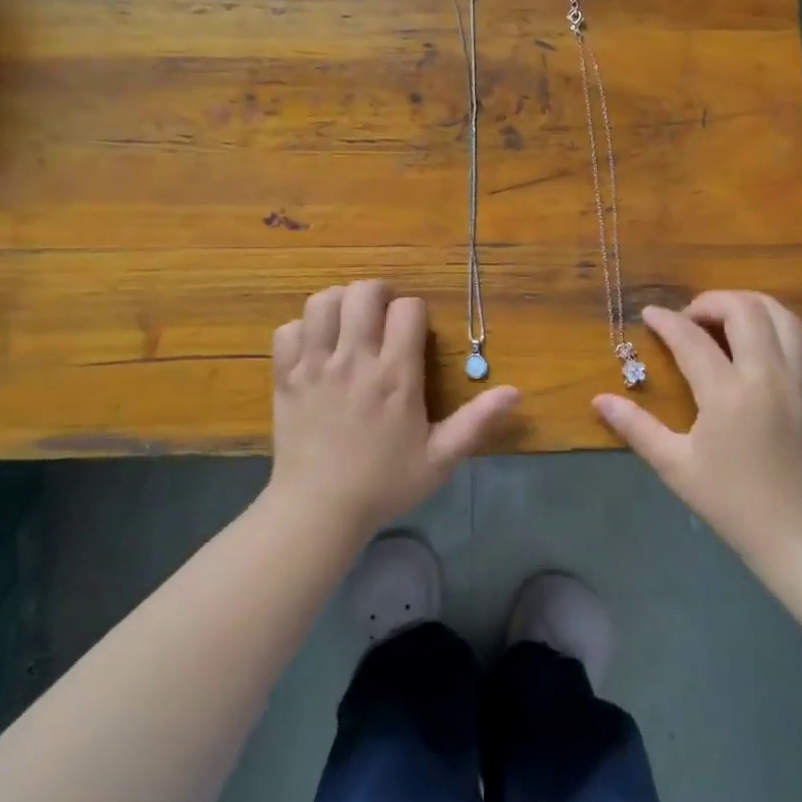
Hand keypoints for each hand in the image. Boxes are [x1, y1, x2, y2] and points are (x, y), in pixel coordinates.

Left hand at [269, 280, 518, 535]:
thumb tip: (515, 391)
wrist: (319, 510)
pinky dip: (301, 330)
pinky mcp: (286, 376)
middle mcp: (355, 360)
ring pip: (321, 302)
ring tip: (347, 322)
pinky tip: (314, 347)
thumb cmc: (384, 484)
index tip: (413, 332)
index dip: (414, 312)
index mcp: (395, 375)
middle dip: (378, 293)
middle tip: (382, 315)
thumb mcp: (440, 459)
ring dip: (338, 303)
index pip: (407, 309)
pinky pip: (287, 330)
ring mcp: (315, 366)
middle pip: (362, 292)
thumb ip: (476, 422)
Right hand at [593, 291, 801, 562]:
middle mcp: (767, 376)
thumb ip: (636, 427)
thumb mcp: (674, 465)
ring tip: (724, 319)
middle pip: (744, 310)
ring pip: (781, 315)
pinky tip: (762, 336)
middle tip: (689, 318)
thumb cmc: (728, 500)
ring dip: (749, 304)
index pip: (691, 339)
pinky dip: (781, 324)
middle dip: (711, 301)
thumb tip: (599, 400)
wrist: (794, 530)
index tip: (649, 315)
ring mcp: (798, 380)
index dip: (666, 321)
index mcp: (727, 394)